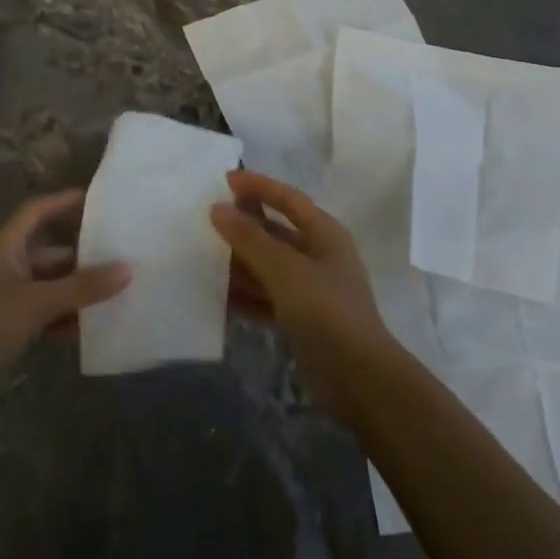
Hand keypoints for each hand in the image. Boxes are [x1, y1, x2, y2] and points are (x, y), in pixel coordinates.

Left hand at [0, 190, 129, 380]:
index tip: (95, 199)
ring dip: (76, 290)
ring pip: (49, 286)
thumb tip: (127, 269)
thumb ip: (82, 287)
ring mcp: (4, 299)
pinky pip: (42, 313)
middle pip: (49, 253)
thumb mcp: (36, 303)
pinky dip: (64, 317)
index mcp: (5, 248)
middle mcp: (5, 267)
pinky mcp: (5, 327)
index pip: (36, 212)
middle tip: (119, 255)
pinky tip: (90, 327)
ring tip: (115, 291)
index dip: (63, 202)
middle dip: (82, 256)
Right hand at [210, 170, 395, 418]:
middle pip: (276, 233)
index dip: (259, 186)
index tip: (225, 179)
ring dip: (239, 263)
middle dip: (244, 226)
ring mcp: (310, 291)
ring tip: (202, 257)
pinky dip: (245, 296)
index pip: (289, 199)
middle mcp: (319, 257)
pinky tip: (217, 297)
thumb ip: (250, 238)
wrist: (357, 379)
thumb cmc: (326, 311)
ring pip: (268, 267)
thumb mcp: (285, 269)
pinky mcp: (301, 321)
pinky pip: (266, 299)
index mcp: (325, 235)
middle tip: (206, 219)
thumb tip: (217, 209)